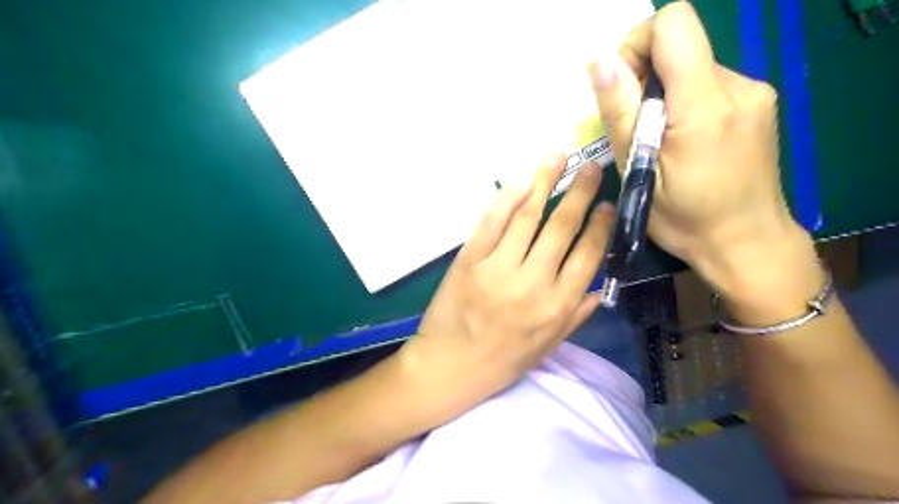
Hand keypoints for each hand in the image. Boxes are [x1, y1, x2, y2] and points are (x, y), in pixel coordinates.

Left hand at [398, 156, 615, 420]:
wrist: (449, 367)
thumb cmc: (501, 361)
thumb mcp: (547, 347)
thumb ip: (577, 316)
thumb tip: (602, 288)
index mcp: (557, 307)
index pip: (588, 255)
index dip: (600, 225)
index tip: (607, 204)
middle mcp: (532, 283)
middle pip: (561, 227)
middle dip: (580, 193)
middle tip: (592, 168)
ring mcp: (498, 269)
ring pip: (527, 217)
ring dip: (545, 183)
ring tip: (559, 159)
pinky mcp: (469, 260)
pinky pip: (491, 222)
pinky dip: (507, 198)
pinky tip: (522, 182)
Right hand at [592, 0, 820, 319]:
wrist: (746, 243)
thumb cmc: (685, 219)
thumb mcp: (638, 170)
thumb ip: (622, 112)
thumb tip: (601, 61)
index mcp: (705, 105)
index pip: (674, 24)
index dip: (638, 45)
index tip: (625, 89)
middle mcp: (738, 85)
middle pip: (680, 44)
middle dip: (646, 78)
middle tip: (639, 130)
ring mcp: (753, 92)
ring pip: (691, 66)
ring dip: (664, 95)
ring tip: (660, 142)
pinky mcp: (757, 102)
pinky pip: (707, 83)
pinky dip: (684, 103)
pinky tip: (683, 142)